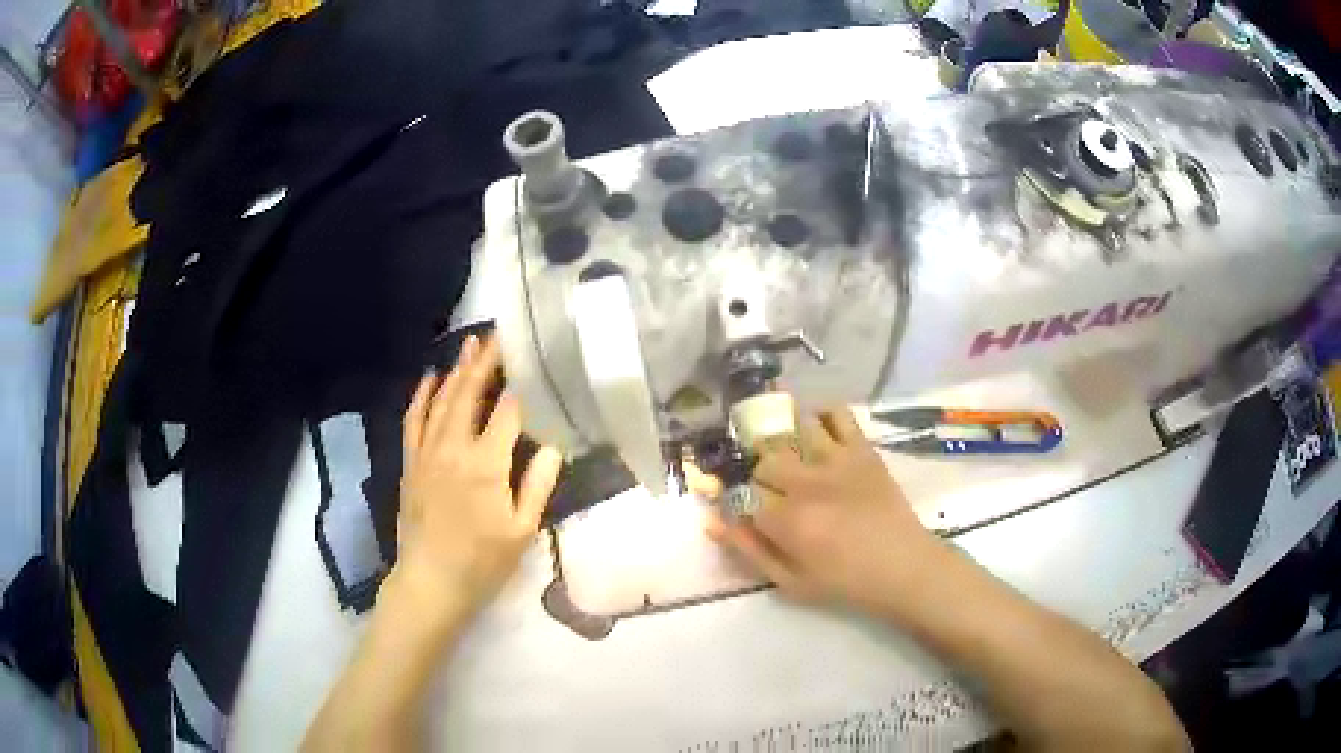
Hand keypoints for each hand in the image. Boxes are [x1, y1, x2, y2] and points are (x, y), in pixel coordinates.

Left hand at [391, 335, 562, 621]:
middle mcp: (453, 448)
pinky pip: (413, 419)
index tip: (531, 360)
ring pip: (441, 400)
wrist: (431, 581)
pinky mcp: (410, 462)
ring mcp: (426, 453)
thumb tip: (552, 445)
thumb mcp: (523, 530)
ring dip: (456, 370)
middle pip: (470, 394)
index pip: (507, 412)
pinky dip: (422, 395)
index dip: (520, 384)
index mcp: (486, 464)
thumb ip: (538, 484)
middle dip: (485, 362)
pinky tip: (430, 378)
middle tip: (497, 335)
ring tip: (469, 345)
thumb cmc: (482, 562)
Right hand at [707, 407, 945, 612]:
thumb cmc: (845, 581)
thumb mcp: (790, 581)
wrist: (903, 566)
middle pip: (764, 458)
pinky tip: (817, 430)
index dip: (735, 499)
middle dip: (760, 474)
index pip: (741, 495)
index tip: (742, 507)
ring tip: (791, 455)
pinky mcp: (862, 449)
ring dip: (786, 440)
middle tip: (772, 490)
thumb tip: (711, 522)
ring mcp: (837, 460)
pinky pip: (837, 413)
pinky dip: (821, 414)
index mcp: (787, 521)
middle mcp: (808, 483)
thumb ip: (749, 550)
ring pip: (794, 428)